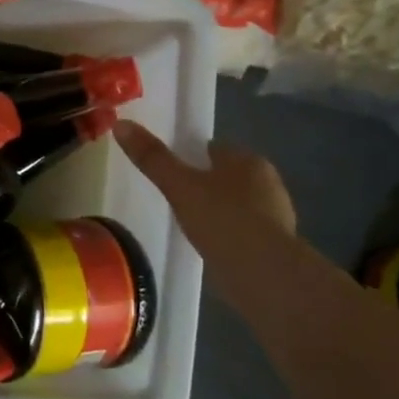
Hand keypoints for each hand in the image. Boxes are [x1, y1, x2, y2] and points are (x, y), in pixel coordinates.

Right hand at [114, 120, 296, 266]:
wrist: (264, 273)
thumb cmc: (222, 219)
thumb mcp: (179, 186)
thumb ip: (152, 158)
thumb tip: (121, 124)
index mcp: (247, 160)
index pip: (215, 149)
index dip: (192, 157)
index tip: (172, 172)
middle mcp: (268, 181)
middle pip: (229, 175)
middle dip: (208, 184)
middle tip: (178, 199)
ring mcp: (276, 215)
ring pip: (240, 204)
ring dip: (221, 211)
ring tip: (192, 225)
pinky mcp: (277, 246)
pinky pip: (246, 231)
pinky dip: (231, 235)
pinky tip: (213, 246)